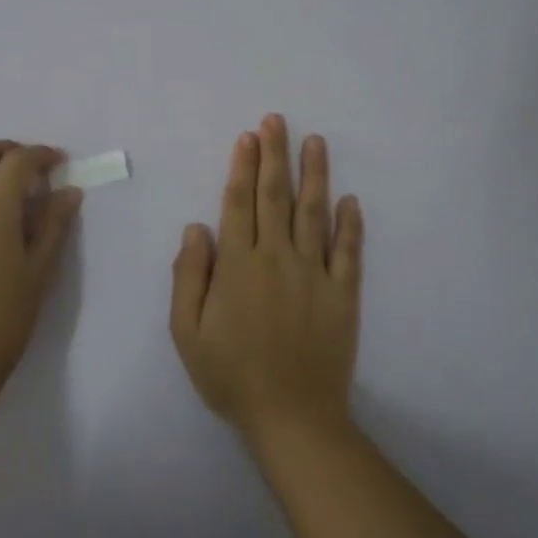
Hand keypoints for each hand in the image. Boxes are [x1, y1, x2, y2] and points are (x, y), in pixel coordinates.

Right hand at [169, 114, 363, 440]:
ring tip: (315, 142)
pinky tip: (351, 199)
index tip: (248, 137)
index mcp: (238, 265)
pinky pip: (349, 251)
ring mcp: (315, 274)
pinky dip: (351, 224)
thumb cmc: (231, 375)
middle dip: (275, 155)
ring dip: (314, 174)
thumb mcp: (187, 332)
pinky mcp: (343, 294)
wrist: (292, 417)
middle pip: (275, 196)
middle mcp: (277, 258)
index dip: (242, 167)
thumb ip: (188, 276)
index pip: (239, 203)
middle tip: (276, 120)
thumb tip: (197, 227)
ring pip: (314, 213)